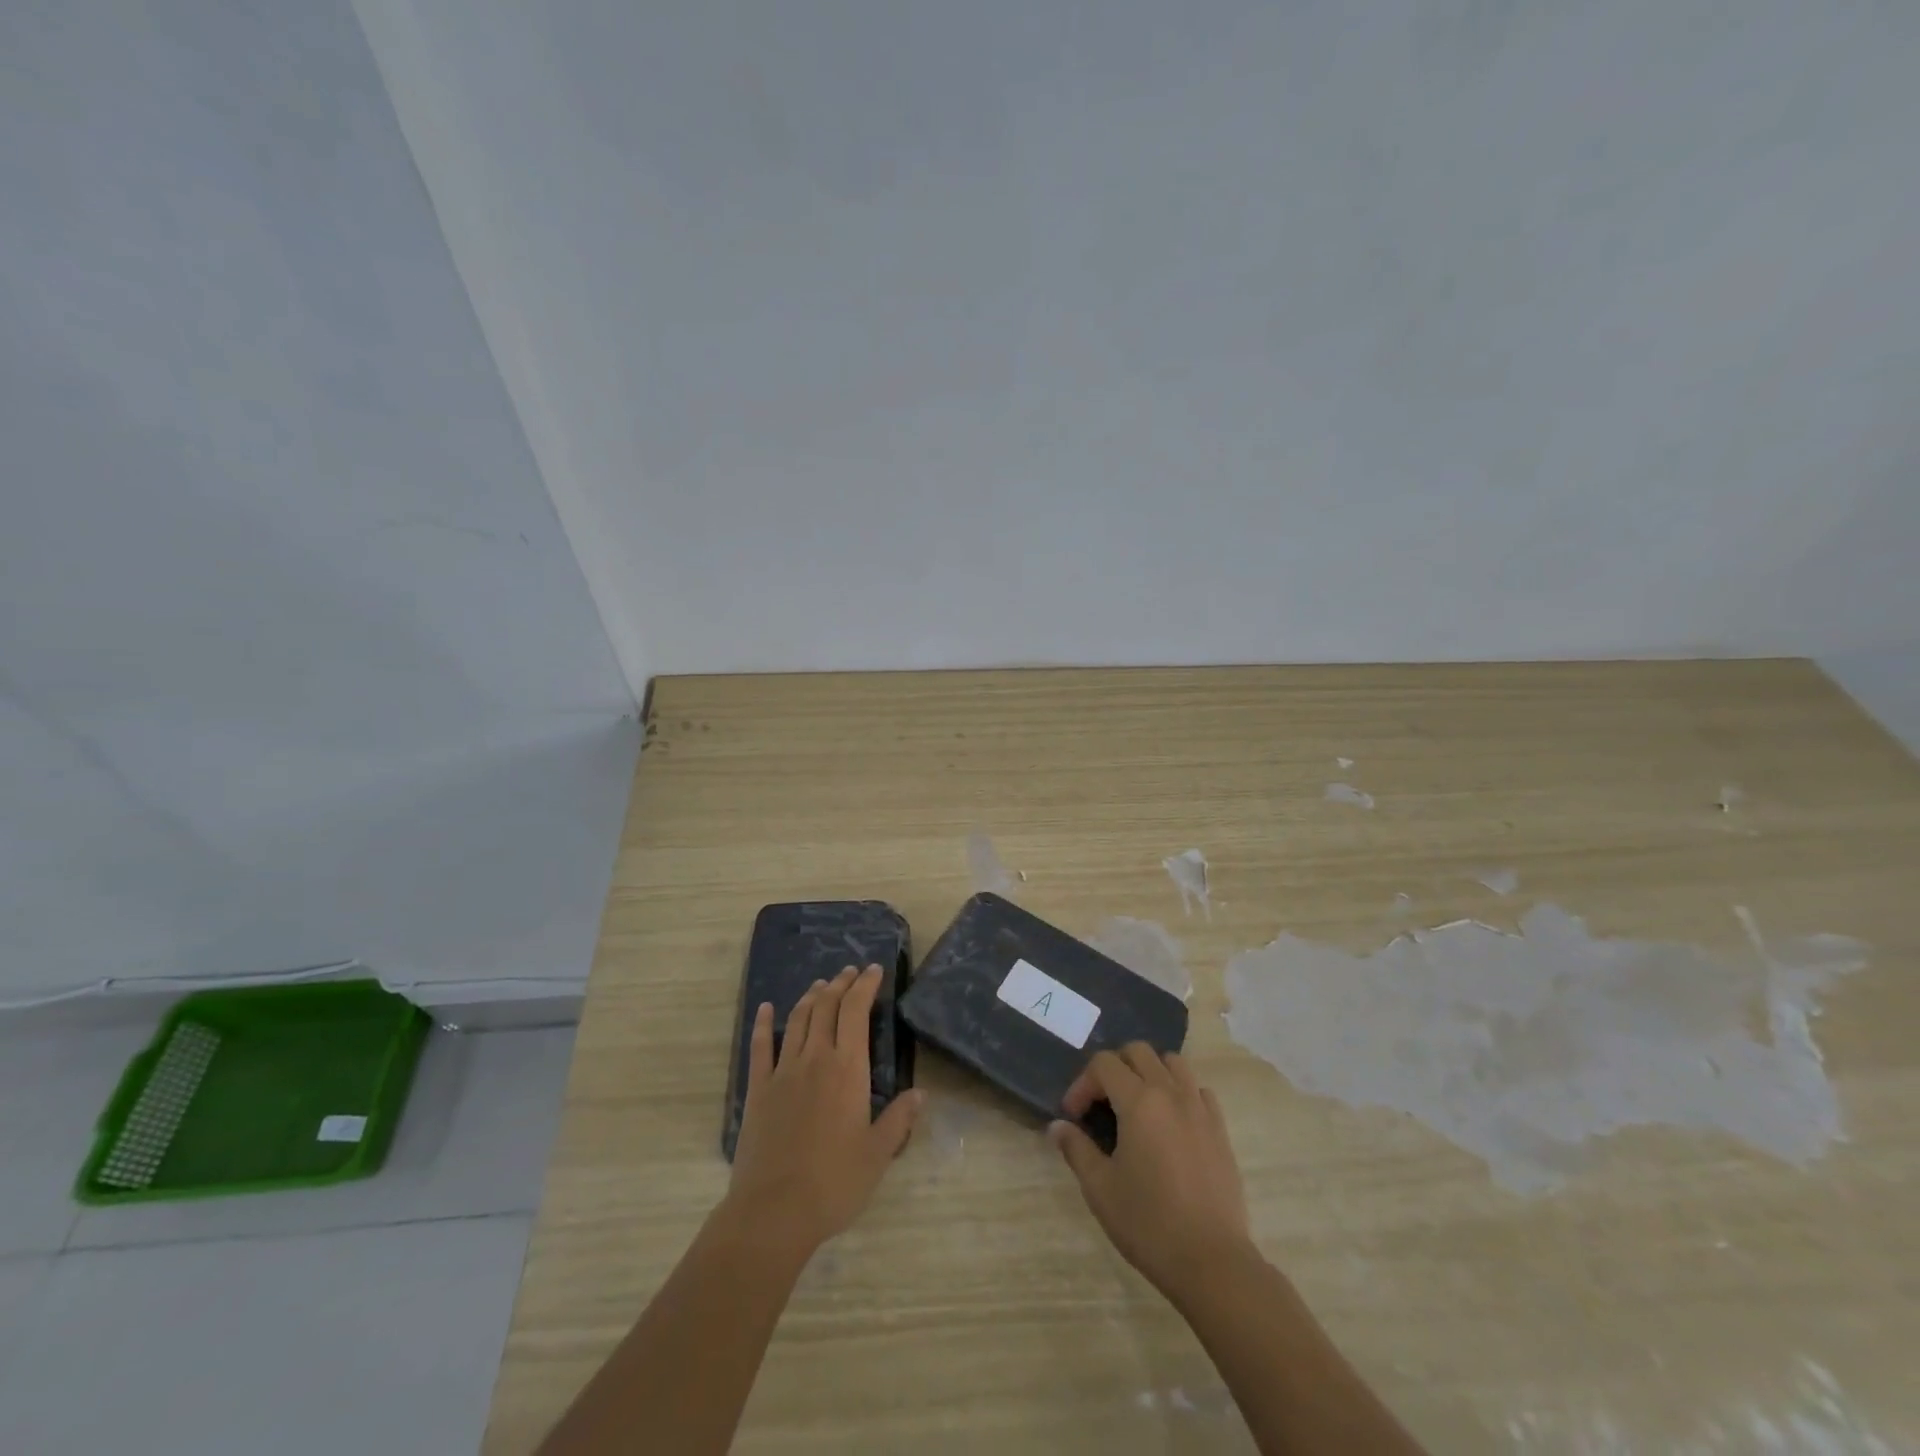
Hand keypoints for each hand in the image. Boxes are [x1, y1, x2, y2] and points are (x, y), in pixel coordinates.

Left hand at [724, 965, 922, 1257]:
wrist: (774, 1211)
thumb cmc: (834, 1183)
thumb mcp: (878, 1154)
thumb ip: (899, 1119)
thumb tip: (920, 1093)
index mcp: (847, 1069)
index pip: (856, 1011)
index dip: (865, 986)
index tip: (873, 970)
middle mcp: (815, 1059)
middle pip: (827, 1007)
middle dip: (840, 985)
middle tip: (850, 972)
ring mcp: (783, 1072)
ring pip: (797, 1020)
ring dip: (811, 997)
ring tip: (820, 985)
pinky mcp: (758, 1090)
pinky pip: (759, 1048)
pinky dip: (763, 1024)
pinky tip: (765, 1009)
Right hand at [1049, 1044, 1253, 1301]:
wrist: (1212, 1261)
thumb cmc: (1149, 1223)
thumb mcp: (1100, 1189)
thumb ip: (1076, 1149)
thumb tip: (1058, 1127)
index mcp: (1139, 1101)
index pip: (1104, 1064)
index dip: (1082, 1084)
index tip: (1074, 1117)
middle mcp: (1170, 1092)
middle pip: (1138, 1052)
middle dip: (1114, 1068)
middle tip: (1102, 1103)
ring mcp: (1200, 1108)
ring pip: (1172, 1063)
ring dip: (1149, 1072)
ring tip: (1137, 1105)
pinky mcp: (1220, 1129)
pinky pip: (1198, 1090)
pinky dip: (1180, 1092)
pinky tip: (1171, 1123)